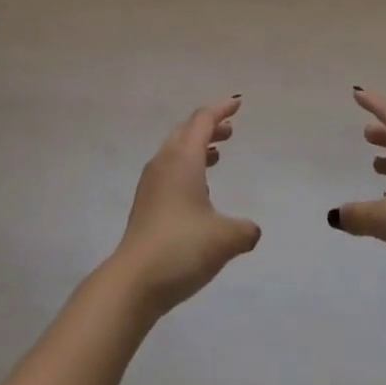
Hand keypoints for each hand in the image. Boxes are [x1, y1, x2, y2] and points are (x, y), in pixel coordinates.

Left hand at [110, 97, 261, 315]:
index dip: (221, 109)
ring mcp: (151, 182)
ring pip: (176, 150)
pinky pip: (169, 169)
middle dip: (209, 126)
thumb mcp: (224, 239)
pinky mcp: (145, 202)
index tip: (237, 103)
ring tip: (217, 155)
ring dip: (197, 146)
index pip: (203, 120)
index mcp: (183, 158)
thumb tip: (252, 229)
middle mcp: (164, 162)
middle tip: (229, 130)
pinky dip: (186, 166)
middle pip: (186, 130)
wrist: (134, 281)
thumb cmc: (182, 247)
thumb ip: (244, 230)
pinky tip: (198, 189)